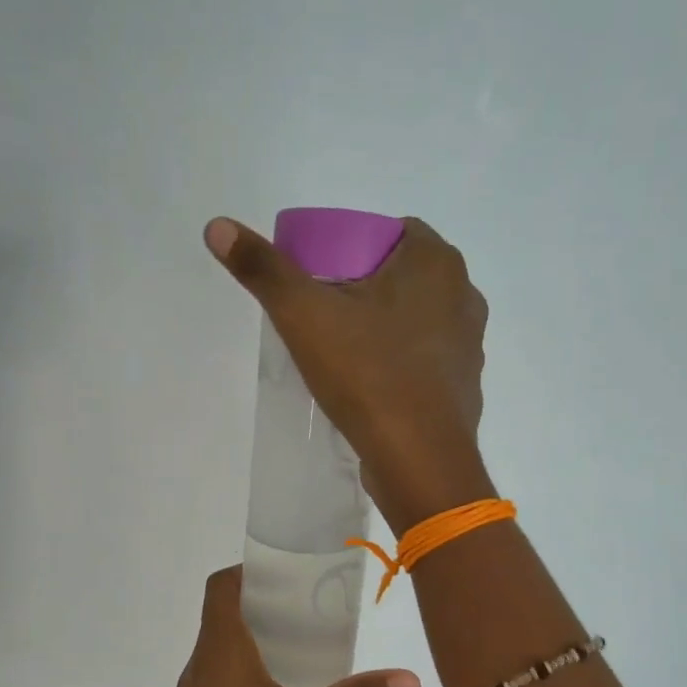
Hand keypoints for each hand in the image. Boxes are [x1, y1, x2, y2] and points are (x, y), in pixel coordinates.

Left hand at [151, 568, 419, 686]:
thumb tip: (410, 677)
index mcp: (221, 651)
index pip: (221, 587)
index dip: (249, 570)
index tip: (289, 572)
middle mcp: (199, 667)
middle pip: (223, 615)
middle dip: (264, 604)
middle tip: (311, 606)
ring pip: (222, 650)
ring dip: (257, 639)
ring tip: (304, 645)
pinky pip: (220, 680)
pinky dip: (248, 671)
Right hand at [204, 216, 492, 530]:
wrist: (418, 460)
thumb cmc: (367, 375)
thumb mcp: (304, 316)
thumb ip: (264, 269)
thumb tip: (217, 226)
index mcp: (436, 262)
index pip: (392, 231)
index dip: (352, 246)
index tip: (321, 278)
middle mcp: (464, 295)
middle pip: (403, 276)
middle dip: (364, 288)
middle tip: (323, 315)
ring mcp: (469, 345)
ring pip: (417, 319)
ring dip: (384, 327)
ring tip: (344, 353)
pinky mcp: (464, 386)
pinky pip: (425, 359)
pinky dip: (400, 363)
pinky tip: (371, 386)